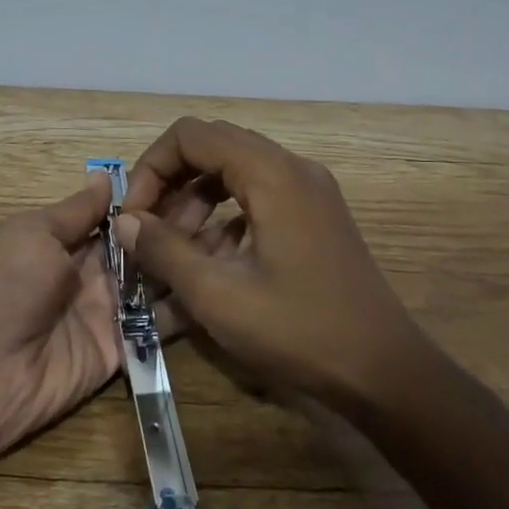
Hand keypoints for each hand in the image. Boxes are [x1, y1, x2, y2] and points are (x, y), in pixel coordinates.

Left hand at [0, 168, 240, 460]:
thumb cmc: (5, 284)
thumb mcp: (33, 233)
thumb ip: (75, 211)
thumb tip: (104, 176)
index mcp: (67, 241)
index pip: (120, 215)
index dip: (153, 198)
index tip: (194, 175)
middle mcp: (94, 273)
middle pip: (145, 245)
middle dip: (180, 224)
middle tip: (230, 199)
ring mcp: (111, 311)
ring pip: (160, 280)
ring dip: (193, 260)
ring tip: (242, 234)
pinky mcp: (124, 346)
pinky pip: (160, 323)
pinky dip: (190, 305)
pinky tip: (228, 282)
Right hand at [116, 117, 426, 411]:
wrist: (385, 373)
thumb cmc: (300, 331)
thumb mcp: (219, 294)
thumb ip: (164, 250)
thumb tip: (123, 220)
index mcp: (272, 174)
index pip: (191, 136)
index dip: (151, 168)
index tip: (134, 216)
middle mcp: (291, 169)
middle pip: (212, 148)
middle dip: (170, 185)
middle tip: (147, 231)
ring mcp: (307, 192)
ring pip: (232, 174)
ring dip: (194, 205)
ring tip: (172, 255)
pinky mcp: (313, 217)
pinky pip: (255, 198)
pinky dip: (223, 220)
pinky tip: (209, 266)